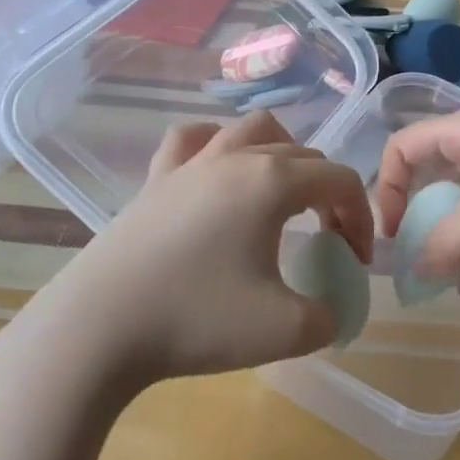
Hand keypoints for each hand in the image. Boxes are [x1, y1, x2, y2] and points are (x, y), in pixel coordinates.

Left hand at [0, 112, 374, 392]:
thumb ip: (328, 316)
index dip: (361, 217)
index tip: (357, 263)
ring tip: (282, 193)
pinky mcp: (154, 179)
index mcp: (273, 182)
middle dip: (327, 193)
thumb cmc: (197, 321)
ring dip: (281, 154)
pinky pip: (191, 139)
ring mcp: (190, 163)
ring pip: (251, 129)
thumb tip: (332, 309)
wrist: (98, 330)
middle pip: (303, 155)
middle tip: (326, 240)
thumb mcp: (285, 330)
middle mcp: (235, 158)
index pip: (339, 180)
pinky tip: (215, 171)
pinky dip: (215, 145)